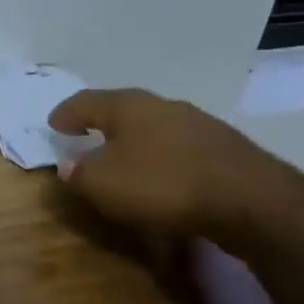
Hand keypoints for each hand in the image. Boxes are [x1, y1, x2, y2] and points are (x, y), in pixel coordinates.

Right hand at [48, 88, 292, 244]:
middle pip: (124, 110)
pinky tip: (161, 176)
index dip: (67, 113)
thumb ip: (78, 172)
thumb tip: (69, 164)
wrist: (251, 201)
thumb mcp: (102, 184)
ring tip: (123, 159)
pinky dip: (162, 158)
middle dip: (103, 123)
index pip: (86, 102)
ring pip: (155, 128)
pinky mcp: (225, 149)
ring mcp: (199, 125)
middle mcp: (164, 106)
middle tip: (86, 136)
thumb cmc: (162, 184)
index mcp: (128, 106)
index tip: (53, 124)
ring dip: (136, 141)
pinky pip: (179, 148)